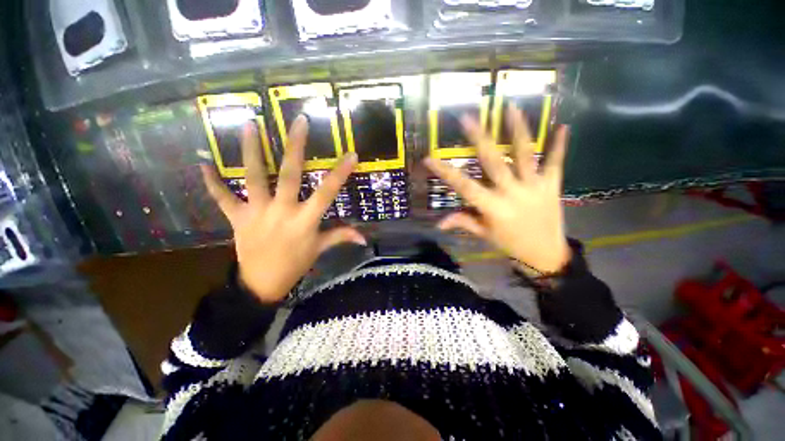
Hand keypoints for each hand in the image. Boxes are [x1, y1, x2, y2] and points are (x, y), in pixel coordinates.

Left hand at [201, 116, 364, 302]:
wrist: (261, 284)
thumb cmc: (295, 264)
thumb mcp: (320, 249)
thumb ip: (341, 237)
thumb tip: (364, 238)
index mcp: (305, 221)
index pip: (327, 193)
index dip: (340, 173)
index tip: (351, 155)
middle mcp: (282, 211)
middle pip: (289, 175)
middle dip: (295, 147)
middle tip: (298, 122)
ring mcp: (257, 212)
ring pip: (254, 177)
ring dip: (251, 151)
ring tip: (250, 124)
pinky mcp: (237, 218)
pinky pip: (223, 198)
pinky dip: (212, 182)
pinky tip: (202, 164)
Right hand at [424, 106, 570, 273]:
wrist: (546, 253)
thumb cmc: (510, 243)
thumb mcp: (484, 234)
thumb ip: (462, 222)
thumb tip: (438, 224)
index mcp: (493, 207)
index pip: (464, 186)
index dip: (446, 172)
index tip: (430, 158)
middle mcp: (512, 193)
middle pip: (493, 162)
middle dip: (479, 139)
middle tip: (468, 118)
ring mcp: (534, 186)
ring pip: (525, 155)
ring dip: (518, 130)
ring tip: (511, 107)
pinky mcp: (552, 185)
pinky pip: (556, 162)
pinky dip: (559, 145)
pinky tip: (563, 126)